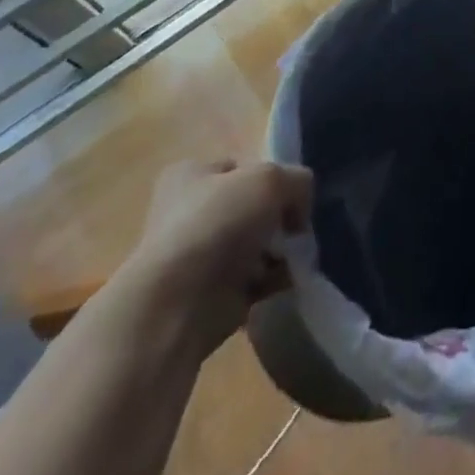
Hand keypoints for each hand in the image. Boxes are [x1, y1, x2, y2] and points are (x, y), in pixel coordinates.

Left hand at [117, 159, 313, 346]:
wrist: (176, 307)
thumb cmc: (218, 224)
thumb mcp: (271, 178)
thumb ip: (297, 181)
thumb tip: (298, 210)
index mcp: (190, 176)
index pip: (242, 167)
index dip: (271, 177)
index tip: (290, 194)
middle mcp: (189, 214)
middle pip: (251, 208)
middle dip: (278, 219)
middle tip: (297, 229)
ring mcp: (198, 258)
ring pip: (255, 245)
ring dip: (280, 251)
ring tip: (296, 257)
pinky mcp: (209, 297)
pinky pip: (255, 281)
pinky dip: (274, 280)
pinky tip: (288, 279)